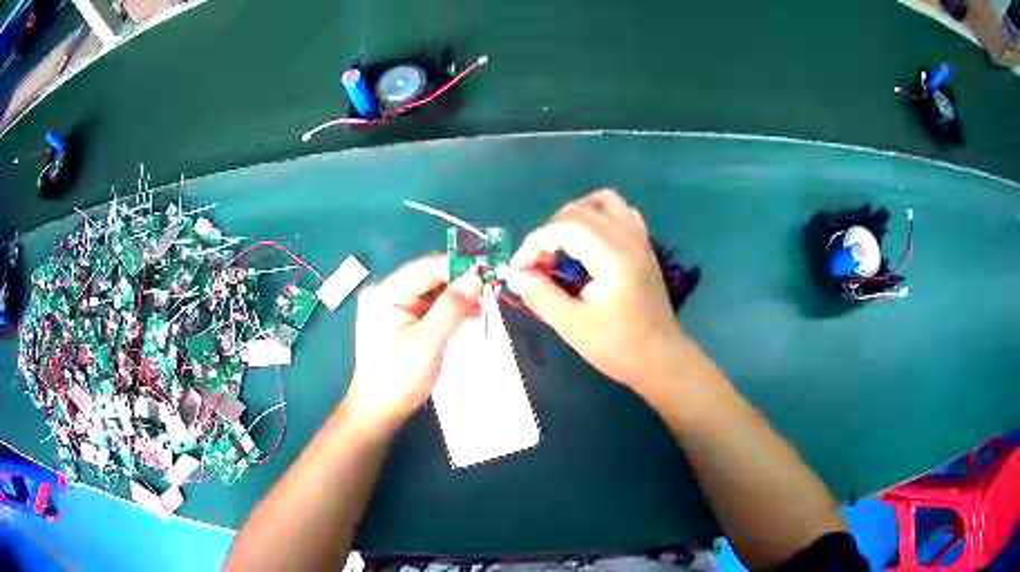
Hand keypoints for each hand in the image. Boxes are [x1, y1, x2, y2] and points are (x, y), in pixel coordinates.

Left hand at [346, 254, 482, 431]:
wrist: (381, 411)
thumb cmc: (399, 378)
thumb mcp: (427, 343)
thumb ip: (451, 308)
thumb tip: (476, 278)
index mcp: (385, 293)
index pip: (426, 267)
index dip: (458, 266)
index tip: (488, 270)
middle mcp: (388, 293)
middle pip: (430, 277)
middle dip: (461, 282)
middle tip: (492, 288)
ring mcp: (395, 308)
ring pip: (434, 292)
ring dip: (460, 296)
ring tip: (487, 301)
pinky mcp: (404, 322)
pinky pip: (432, 307)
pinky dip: (451, 309)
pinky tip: (473, 312)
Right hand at [508, 189, 686, 391]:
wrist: (661, 359)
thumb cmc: (618, 346)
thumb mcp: (573, 326)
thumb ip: (542, 296)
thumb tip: (519, 275)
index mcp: (612, 256)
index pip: (564, 227)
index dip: (534, 243)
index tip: (519, 270)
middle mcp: (628, 238)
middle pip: (580, 210)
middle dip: (550, 231)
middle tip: (538, 264)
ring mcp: (639, 239)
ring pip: (604, 201)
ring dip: (575, 215)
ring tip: (561, 245)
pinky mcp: (644, 246)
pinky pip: (620, 213)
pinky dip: (599, 217)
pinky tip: (588, 243)